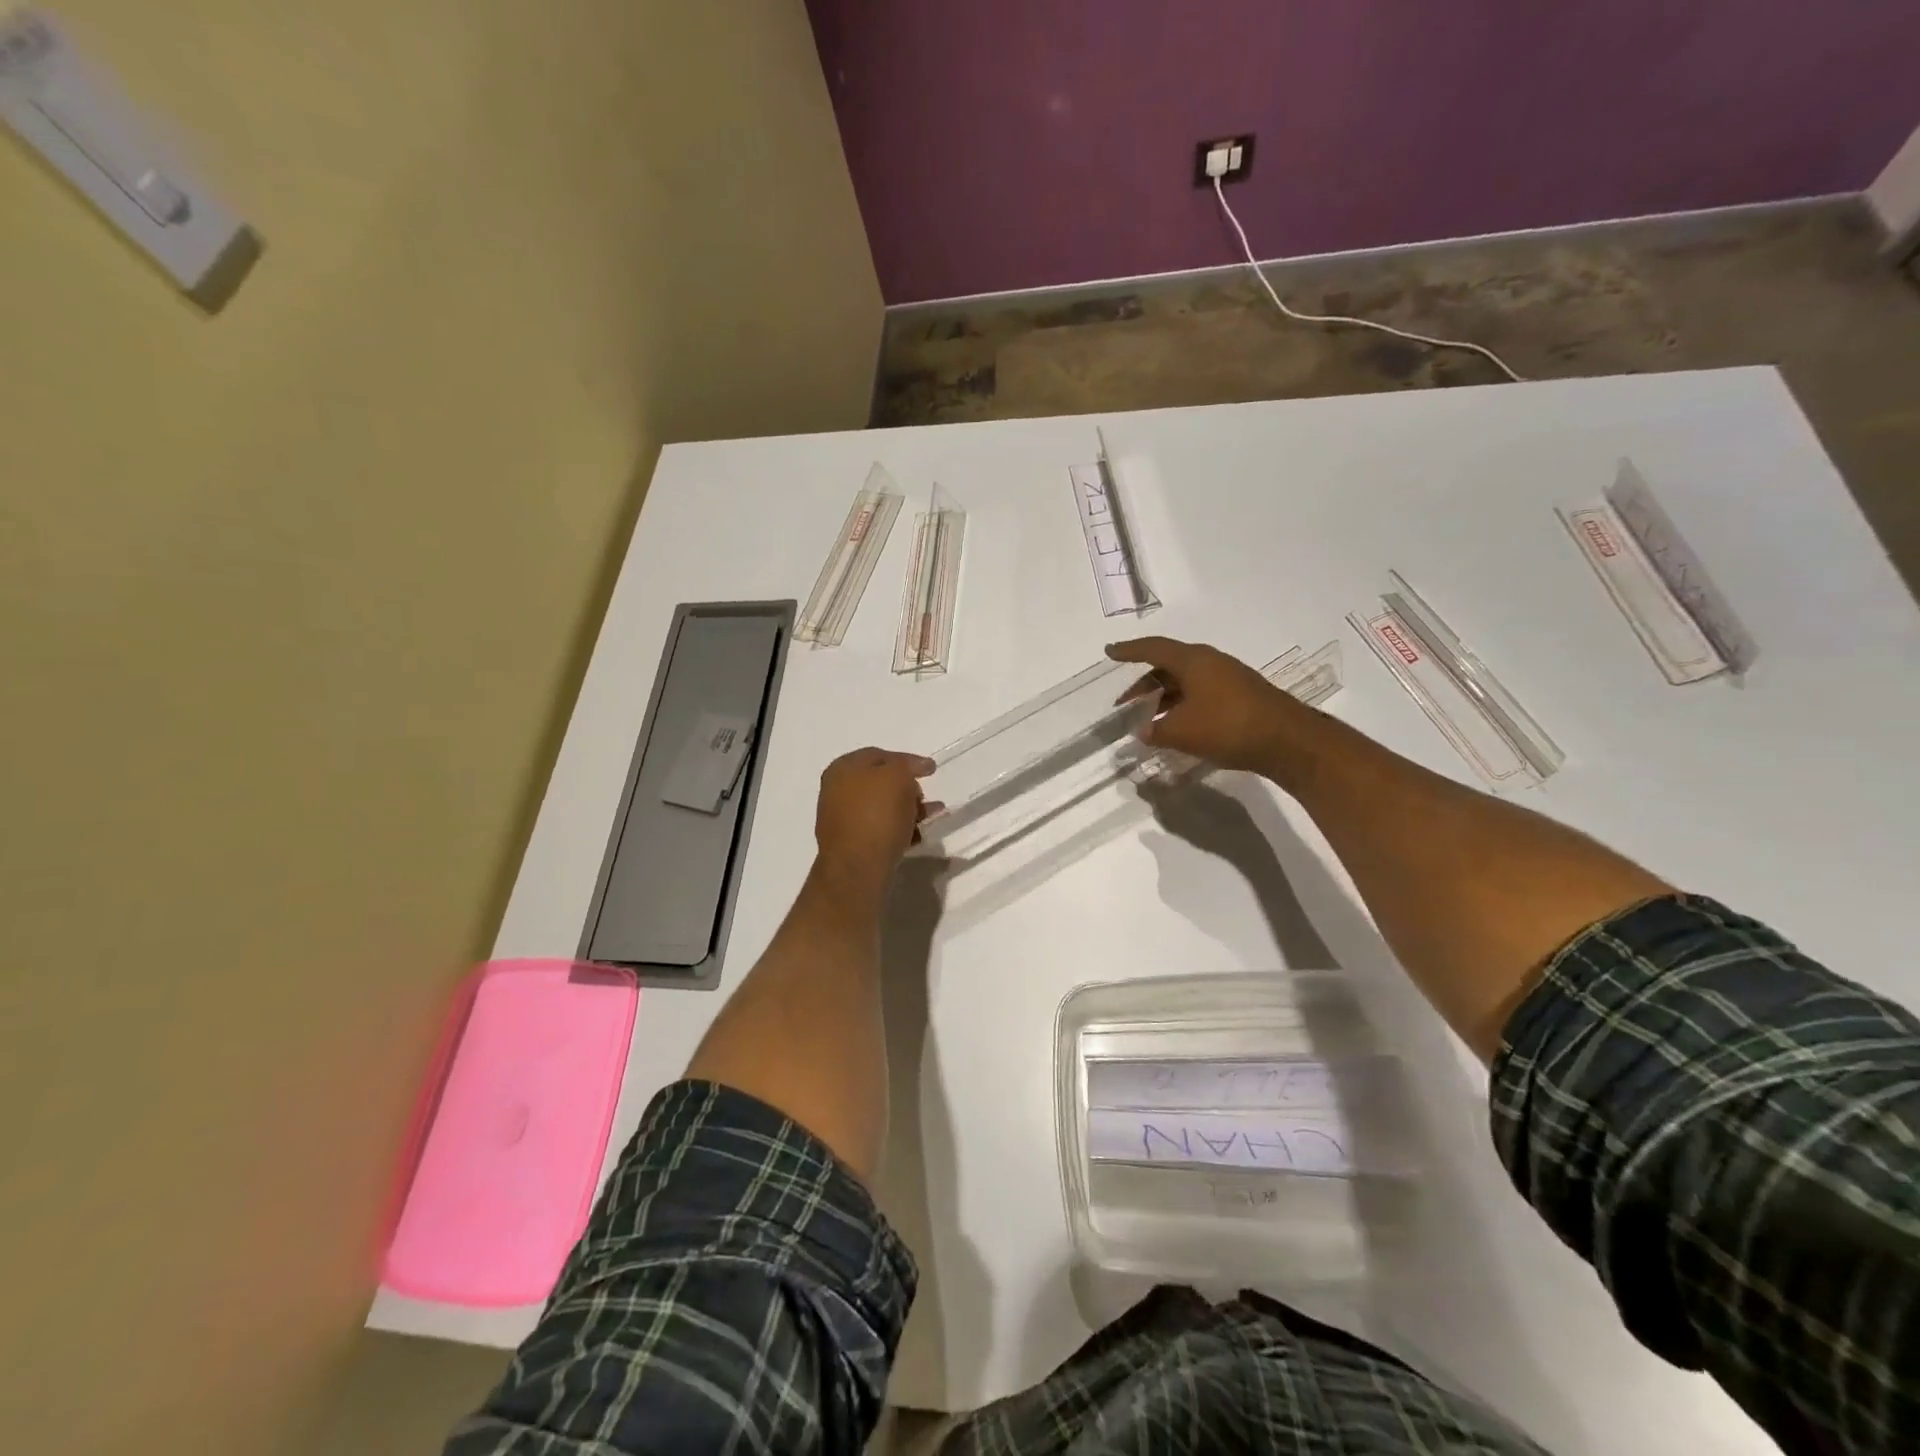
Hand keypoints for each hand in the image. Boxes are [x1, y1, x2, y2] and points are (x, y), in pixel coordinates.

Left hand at [814, 747, 936, 878]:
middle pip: (880, 782)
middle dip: (908, 787)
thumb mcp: (897, 775)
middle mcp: (837, 791)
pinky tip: (917, 835)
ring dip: (908, 809)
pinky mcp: (852, 844)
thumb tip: (913, 769)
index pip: (879, 755)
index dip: (907, 760)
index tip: (931, 770)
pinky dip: (899, 828)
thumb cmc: (877, 813)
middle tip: (927, 795)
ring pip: (882, 807)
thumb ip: (907, 765)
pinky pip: (880, 829)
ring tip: (931, 816)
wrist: (858, 867)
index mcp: (842, 768)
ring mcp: (842, 819)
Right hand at [1107, 637, 1302, 773]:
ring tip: (1147, 721)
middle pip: (1168, 666)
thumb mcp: (1182, 732)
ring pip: (1185, 682)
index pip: (1152, 649)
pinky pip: (1200, 694)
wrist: (1288, 741)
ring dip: (1163, 698)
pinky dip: (1182, 706)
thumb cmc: (1228, 727)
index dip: (1129, 650)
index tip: (1109, 651)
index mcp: (1193, 661)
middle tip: (1125, 705)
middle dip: (1143, 685)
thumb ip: (1156, 732)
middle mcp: (1210, 662)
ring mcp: (1228, 678)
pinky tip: (1176, 727)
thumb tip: (1143, 733)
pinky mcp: (1240, 696)